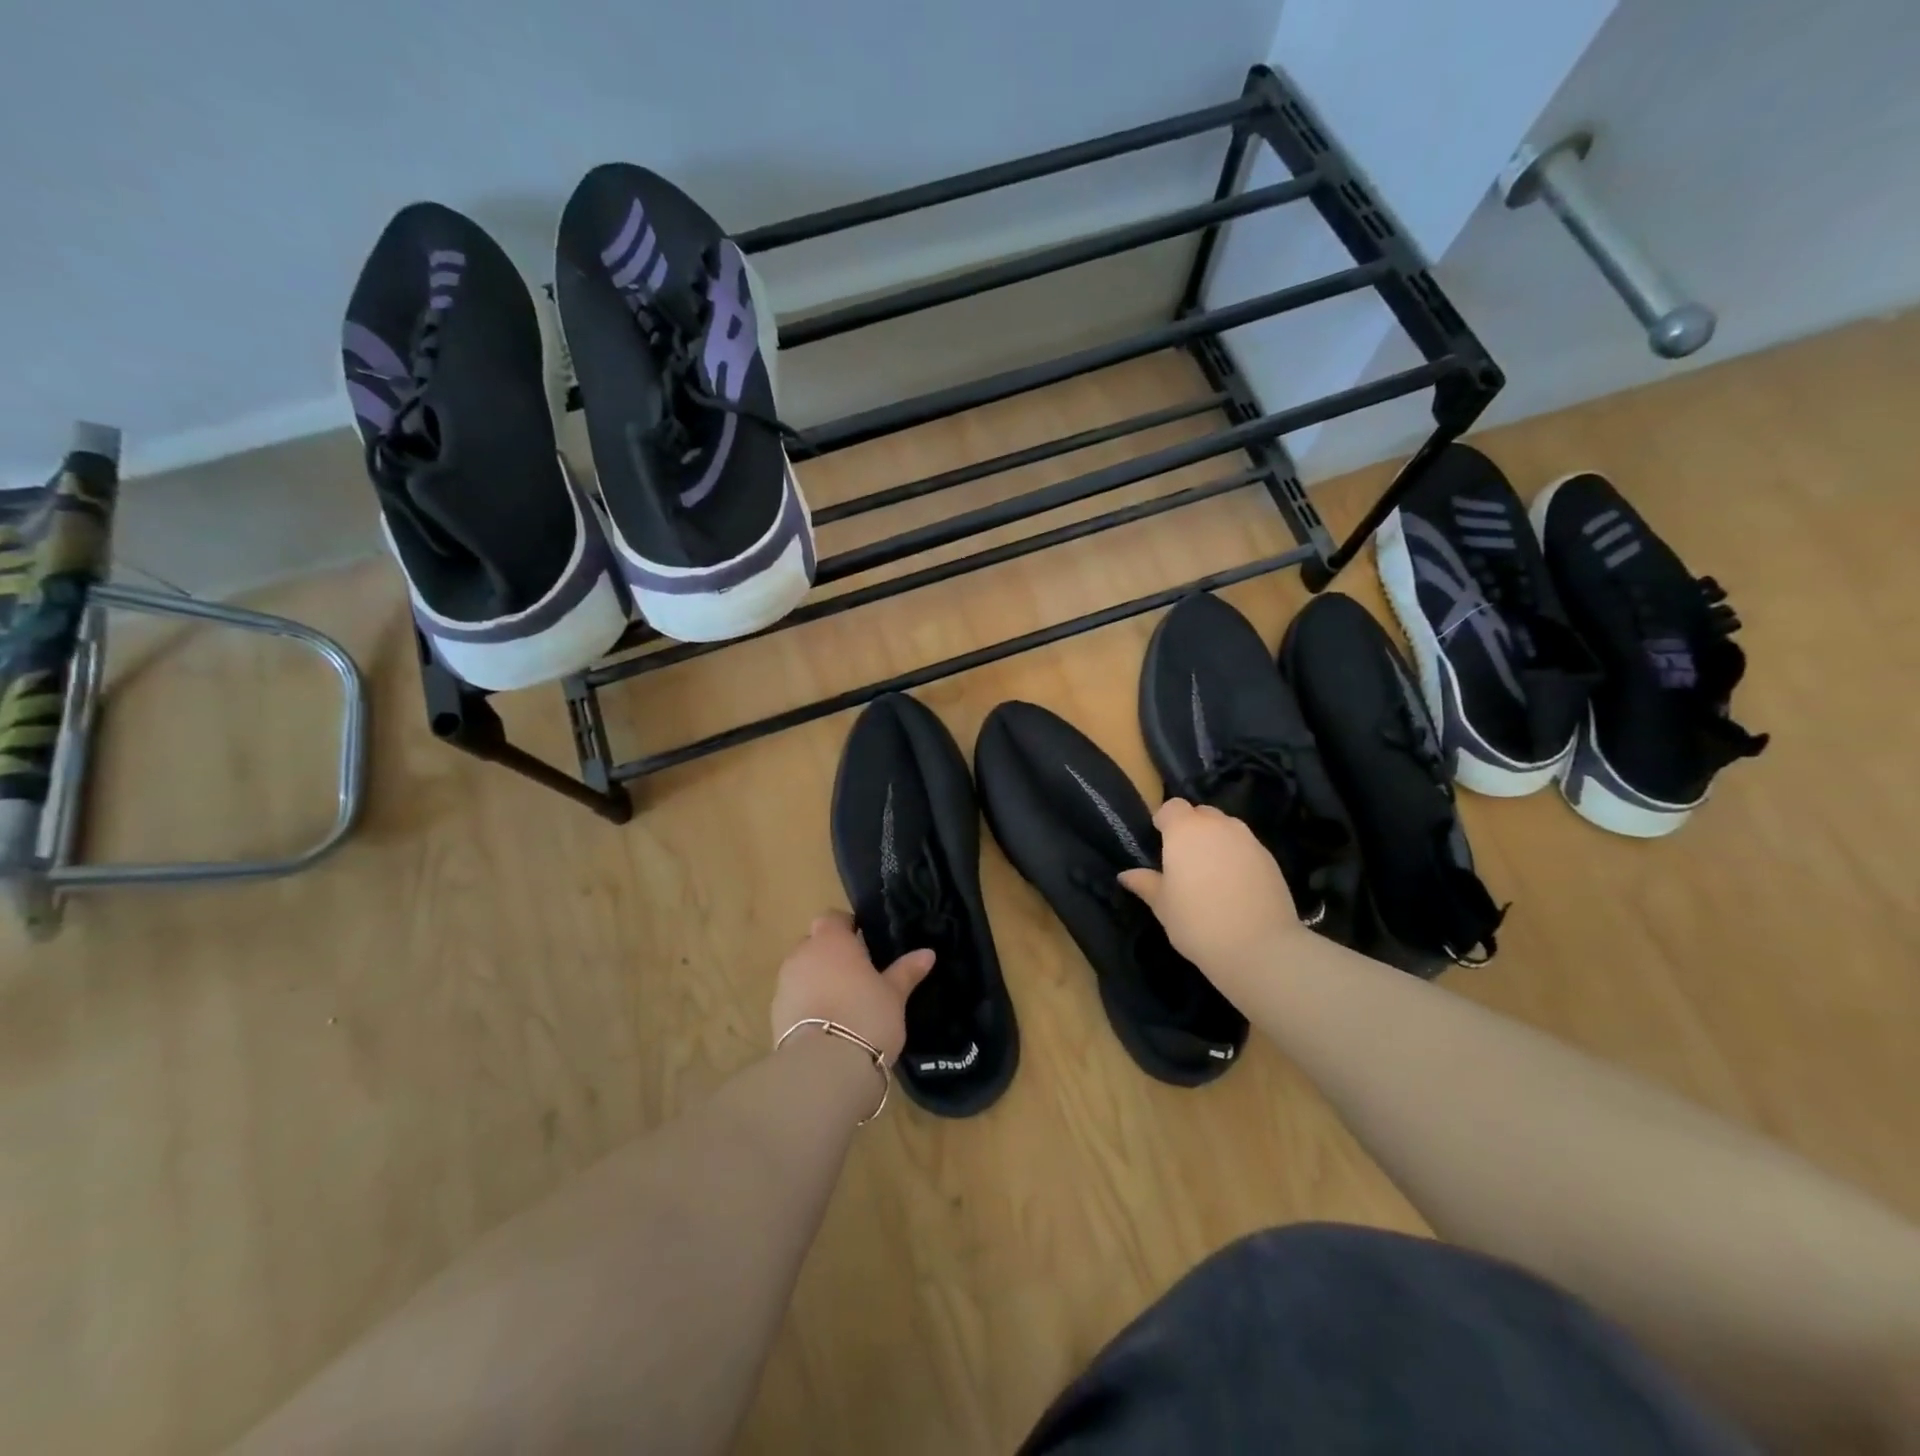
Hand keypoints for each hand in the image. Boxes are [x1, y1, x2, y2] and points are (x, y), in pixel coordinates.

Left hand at [769, 912, 934, 1064]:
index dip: (847, 927)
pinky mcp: (775, 1015)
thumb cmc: (866, 1017)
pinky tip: (827, 1025)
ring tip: (843, 1003)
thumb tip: (927, 953)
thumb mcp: (894, 994)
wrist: (824, 1068)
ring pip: (802, 972)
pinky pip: (794, 999)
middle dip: (832, 955)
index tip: (864, 943)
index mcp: (831, 940)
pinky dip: (807, 1005)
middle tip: (857, 975)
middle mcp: (802, 955)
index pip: (833, 918)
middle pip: (815, 944)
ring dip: (817, 980)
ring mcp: (784, 984)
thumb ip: (906, 971)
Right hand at [1118, 799, 1310, 987]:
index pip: (1172, 807)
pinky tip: (1235, 886)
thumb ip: (1145, 883)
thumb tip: (1126, 875)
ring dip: (1216, 840)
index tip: (1160, 841)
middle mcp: (1218, 826)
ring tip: (1211, 873)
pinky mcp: (1270, 858)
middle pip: (1202, 813)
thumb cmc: (1197, 922)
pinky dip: (1237, 857)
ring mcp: (1248, 840)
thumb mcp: (1162, 905)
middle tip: (1184, 859)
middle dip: (1192, 828)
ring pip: (1227, 828)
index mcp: (1185, 830)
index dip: (1165, 820)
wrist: (1259, 947)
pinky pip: (1246, 847)